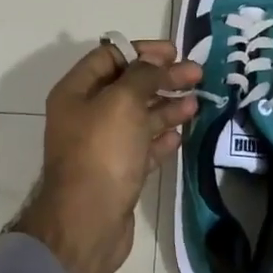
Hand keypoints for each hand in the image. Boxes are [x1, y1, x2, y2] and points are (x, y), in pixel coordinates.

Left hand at [13, 39, 200, 272]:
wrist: (87, 222)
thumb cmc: (102, 152)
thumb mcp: (123, 101)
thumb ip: (143, 75)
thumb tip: (157, 62)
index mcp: (76, 91)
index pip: (109, 56)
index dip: (141, 50)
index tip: (174, 52)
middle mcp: (85, 114)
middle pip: (127, 86)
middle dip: (161, 78)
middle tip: (196, 75)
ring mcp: (101, 145)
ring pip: (137, 117)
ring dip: (166, 107)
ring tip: (196, 103)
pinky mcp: (117, 172)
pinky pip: (141, 146)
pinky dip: (160, 138)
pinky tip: (180, 136)